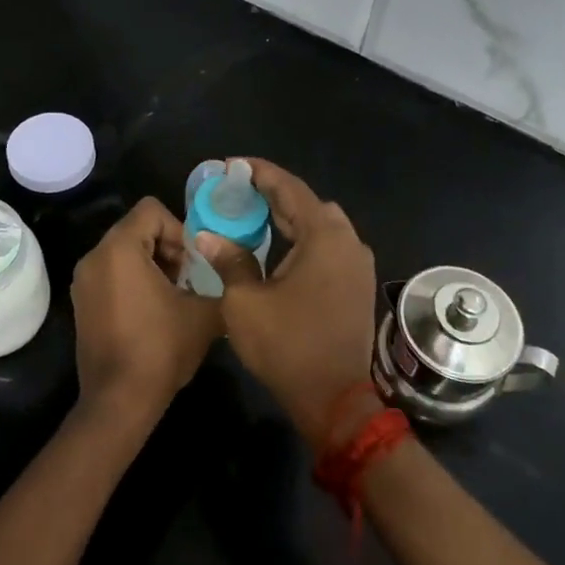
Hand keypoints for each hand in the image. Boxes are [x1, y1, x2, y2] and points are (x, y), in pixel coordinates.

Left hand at [70, 196, 221, 432]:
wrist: (119, 400)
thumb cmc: (161, 349)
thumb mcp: (204, 313)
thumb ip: (221, 281)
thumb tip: (231, 270)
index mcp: (119, 248)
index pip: (151, 210)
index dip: (180, 229)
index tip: (194, 261)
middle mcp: (94, 256)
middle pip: (137, 228)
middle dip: (168, 247)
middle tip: (189, 279)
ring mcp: (83, 281)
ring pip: (124, 251)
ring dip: (152, 264)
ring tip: (174, 296)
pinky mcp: (82, 302)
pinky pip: (111, 273)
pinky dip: (134, 280)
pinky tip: (154, 311)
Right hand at [194, 159, 376, 450]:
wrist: (334, 398)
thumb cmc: (287, 346)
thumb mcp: (245, 302)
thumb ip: (229, 260)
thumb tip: (207, 236)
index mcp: (324, 237)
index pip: (290, 188)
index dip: (259, 173)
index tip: (232, 166)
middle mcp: (348, 242)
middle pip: (308, 204)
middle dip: (273, 194)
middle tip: (238, 191)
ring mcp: (357, 264)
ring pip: (321, 225)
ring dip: (289, 217)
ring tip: (253, 214)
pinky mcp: (356, 284)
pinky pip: (328, 246)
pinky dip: (303, 238)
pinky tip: (277, 246)